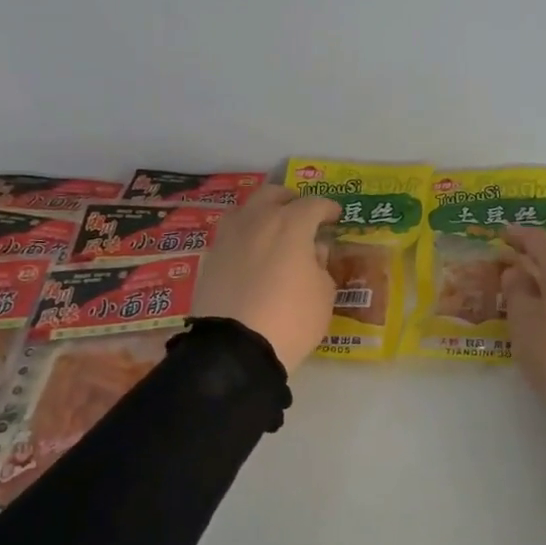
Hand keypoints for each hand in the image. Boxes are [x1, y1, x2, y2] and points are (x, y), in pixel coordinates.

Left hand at [192, 185, 339, 374]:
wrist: (234, 350)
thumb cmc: (291, 319)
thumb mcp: (324, 295)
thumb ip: (321, 265)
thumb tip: (313, 251)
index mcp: (290, 224)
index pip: (313, 204)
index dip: (327, 208)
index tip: (335, 216)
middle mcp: (256, 221)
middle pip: (273, 195)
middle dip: (290, 200)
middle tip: (302, 214)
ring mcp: (228, 238)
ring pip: (245, 210)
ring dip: (262, 214)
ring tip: (273, 231)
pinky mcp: (209, 259)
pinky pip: (231, 236)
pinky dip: (245, 238)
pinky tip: (252, 255)